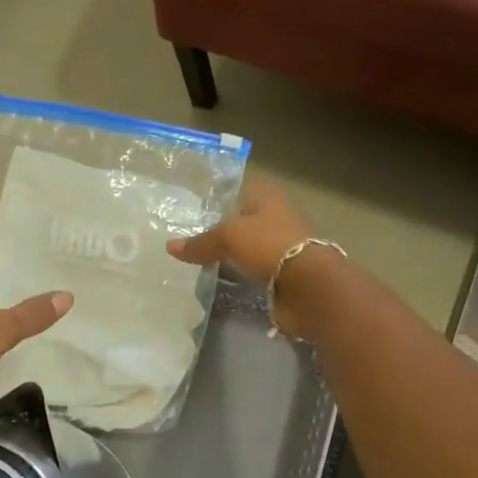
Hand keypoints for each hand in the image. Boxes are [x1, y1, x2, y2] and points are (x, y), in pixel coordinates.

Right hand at [167, 178, 314, 281]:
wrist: (309, 287)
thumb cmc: (269, 245)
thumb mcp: (228, 237)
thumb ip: (200, 243)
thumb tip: (169, 247)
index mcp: (268, 199)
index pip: (243, 190)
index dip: (223, 197)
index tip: (198, 208)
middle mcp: (277, 220)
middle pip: (245, 222)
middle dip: (224, 230)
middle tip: (192, 240)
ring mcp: (281, 250)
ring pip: (249, 249)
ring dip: (232, 257)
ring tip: (199, 264)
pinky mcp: (282, 278)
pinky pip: (254, 274)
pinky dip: (240, 278)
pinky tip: (220, 283)